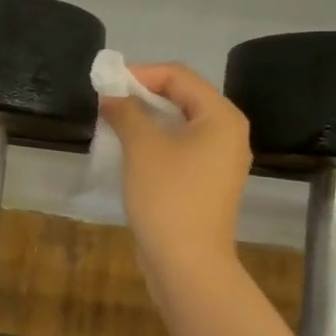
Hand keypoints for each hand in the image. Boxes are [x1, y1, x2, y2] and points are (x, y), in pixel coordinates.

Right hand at [99, 62, 252, 280]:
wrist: (187, 262)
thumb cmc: (168, 196)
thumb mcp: (142, 146)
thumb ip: (126, 111)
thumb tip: (112, 96)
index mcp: (221, 117)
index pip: (179, 76)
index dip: (141, 73)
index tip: (106, 84)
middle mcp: (228, 133)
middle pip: (183, 97)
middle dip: (143, 94)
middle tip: (108, 101)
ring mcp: (220, 160)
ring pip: (181, 123)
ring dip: (147, 118)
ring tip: (114, 123)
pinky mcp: (208, 182)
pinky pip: (181, 147)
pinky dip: (156, 141)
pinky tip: (130, 150)